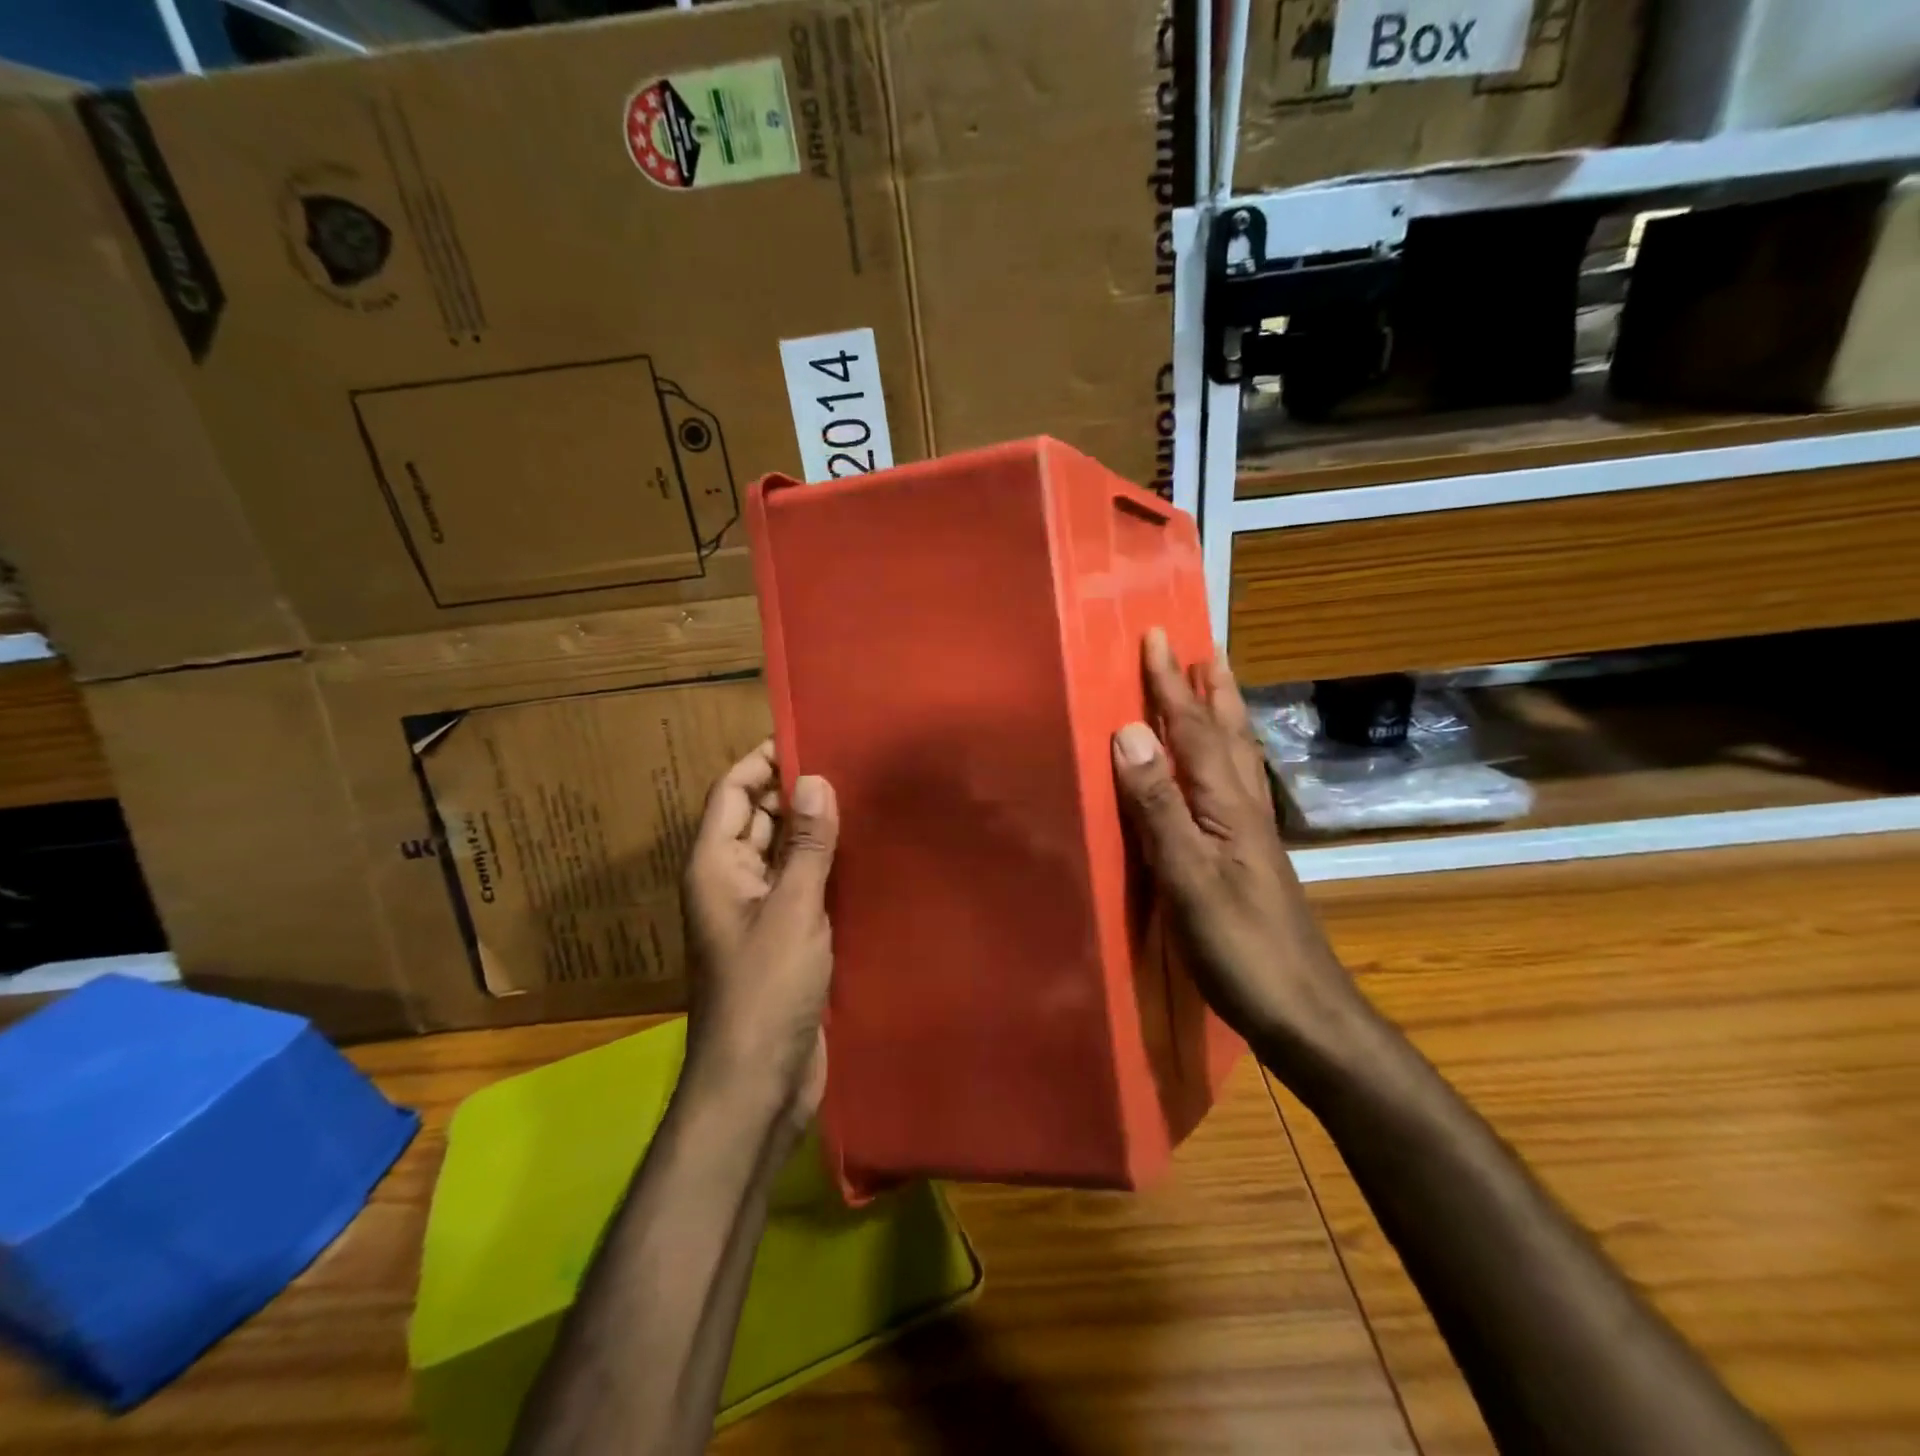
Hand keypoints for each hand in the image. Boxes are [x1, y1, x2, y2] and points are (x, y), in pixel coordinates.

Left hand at [681, 740, 837, 1131]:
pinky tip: (867, 853)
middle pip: (760, 818)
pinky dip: (826, 866)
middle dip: (797, 790)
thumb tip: (814, 779)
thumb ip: (805, 845)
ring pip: (786, 853)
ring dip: (816, 829)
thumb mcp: (792, 910)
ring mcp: (760, 911)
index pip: (733, 792)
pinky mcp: (787, 937)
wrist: (758, 1083)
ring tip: (867, 797)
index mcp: (716, 866)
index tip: (810, 735)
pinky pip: (804, 886)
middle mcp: (733, 881)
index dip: (763, 760)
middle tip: (853, 763)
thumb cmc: (766, 991)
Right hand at [1111, 629, 1368, 1070]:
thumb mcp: (1189, 876)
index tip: (1155, 637)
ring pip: (1237, 758)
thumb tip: (1129, 731)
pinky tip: (1221, 771)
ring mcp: (1252, 835)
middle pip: (1228, 734)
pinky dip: (1225, 758)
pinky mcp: (1250, 859)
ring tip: (1216, 689)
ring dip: (1224, 717)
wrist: (1304, 1013)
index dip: (1170, 685)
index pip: (1194, 730)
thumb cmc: (1240, 948)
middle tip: (1203, 648)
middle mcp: (1245, 808)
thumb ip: (1159, 806)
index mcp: (1227, 805)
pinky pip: (1234, 786)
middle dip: (1210, 689)